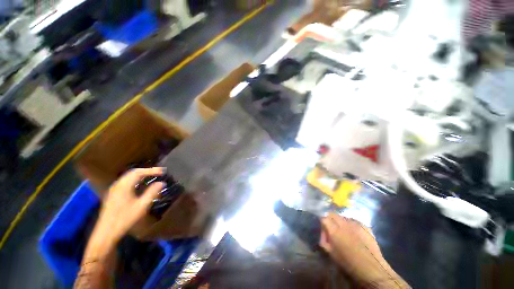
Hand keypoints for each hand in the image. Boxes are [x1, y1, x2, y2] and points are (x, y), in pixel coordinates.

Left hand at [97, 167, 164, 240]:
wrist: (106, 232)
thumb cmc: (125, 219)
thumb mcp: (141, 206)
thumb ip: (152, 192)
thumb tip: (161, 183)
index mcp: (124, 186)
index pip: (139, 172)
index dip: (151, 170)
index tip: (162, 171)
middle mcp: (118, 185)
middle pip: (132, 172)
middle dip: (146, 171)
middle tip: (158, 172)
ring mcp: (114, 189)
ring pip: (128, 176)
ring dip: (140, 174)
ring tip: (150, 175)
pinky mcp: (112, 194)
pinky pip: (125, 181)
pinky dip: (134, 179)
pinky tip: (139, 184)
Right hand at [320, 213, 409, 287]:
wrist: (372, 268)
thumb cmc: (349, 263)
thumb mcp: (331, 254)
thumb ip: (324, 240)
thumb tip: (324, 233)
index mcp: (334, 230)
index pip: (324, 218)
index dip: (323, 223)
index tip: (325, 230)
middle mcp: (343, 223)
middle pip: (333, 214)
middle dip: (331, 220)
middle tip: (333, 229)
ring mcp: (355, 223)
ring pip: (343, 217)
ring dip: (341, 221)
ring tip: (344, 231)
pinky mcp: (365, 226)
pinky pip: (354, 221)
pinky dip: (351, 224)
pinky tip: (354, 233)